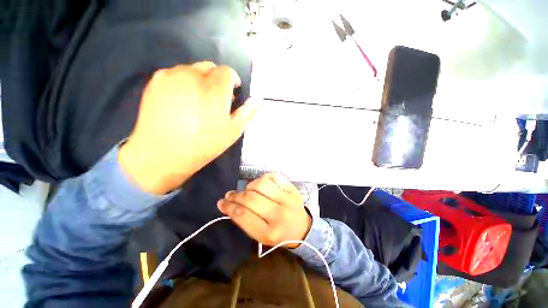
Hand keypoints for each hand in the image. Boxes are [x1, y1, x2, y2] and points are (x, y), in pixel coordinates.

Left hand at [118, 61, 256, 193]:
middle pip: (210, 67)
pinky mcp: (155, 81)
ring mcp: (171, 76)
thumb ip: (246, 114)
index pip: (227, 72)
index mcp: (214, 89)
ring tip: (198, 101)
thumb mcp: (232, 132)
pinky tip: (182, 101)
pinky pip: (176, 74)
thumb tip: (255, 102)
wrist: (161, 154)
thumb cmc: (203, 145)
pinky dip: (184, 82)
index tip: (233, 93)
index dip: (233, 81)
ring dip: (201, 80)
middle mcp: (193, 76)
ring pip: (192, 69)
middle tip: (216, 99)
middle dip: (217, 79)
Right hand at [217, 173, 311, 248]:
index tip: (222, 202)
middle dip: (236, 195)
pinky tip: (262, 184)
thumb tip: (229, 204)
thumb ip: (245, 221)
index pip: (244, 216)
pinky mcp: (293, 189)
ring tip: (248, 190)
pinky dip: (264, 178)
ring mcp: (288, 199)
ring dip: (250, 186)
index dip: (229, 207)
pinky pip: (274, 177)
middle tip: (230, 194)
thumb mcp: (261, 236)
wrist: (303, 229)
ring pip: (261, 184)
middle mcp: (279, 215)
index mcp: (269, 232)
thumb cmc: (279, 234)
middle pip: (251, 199)